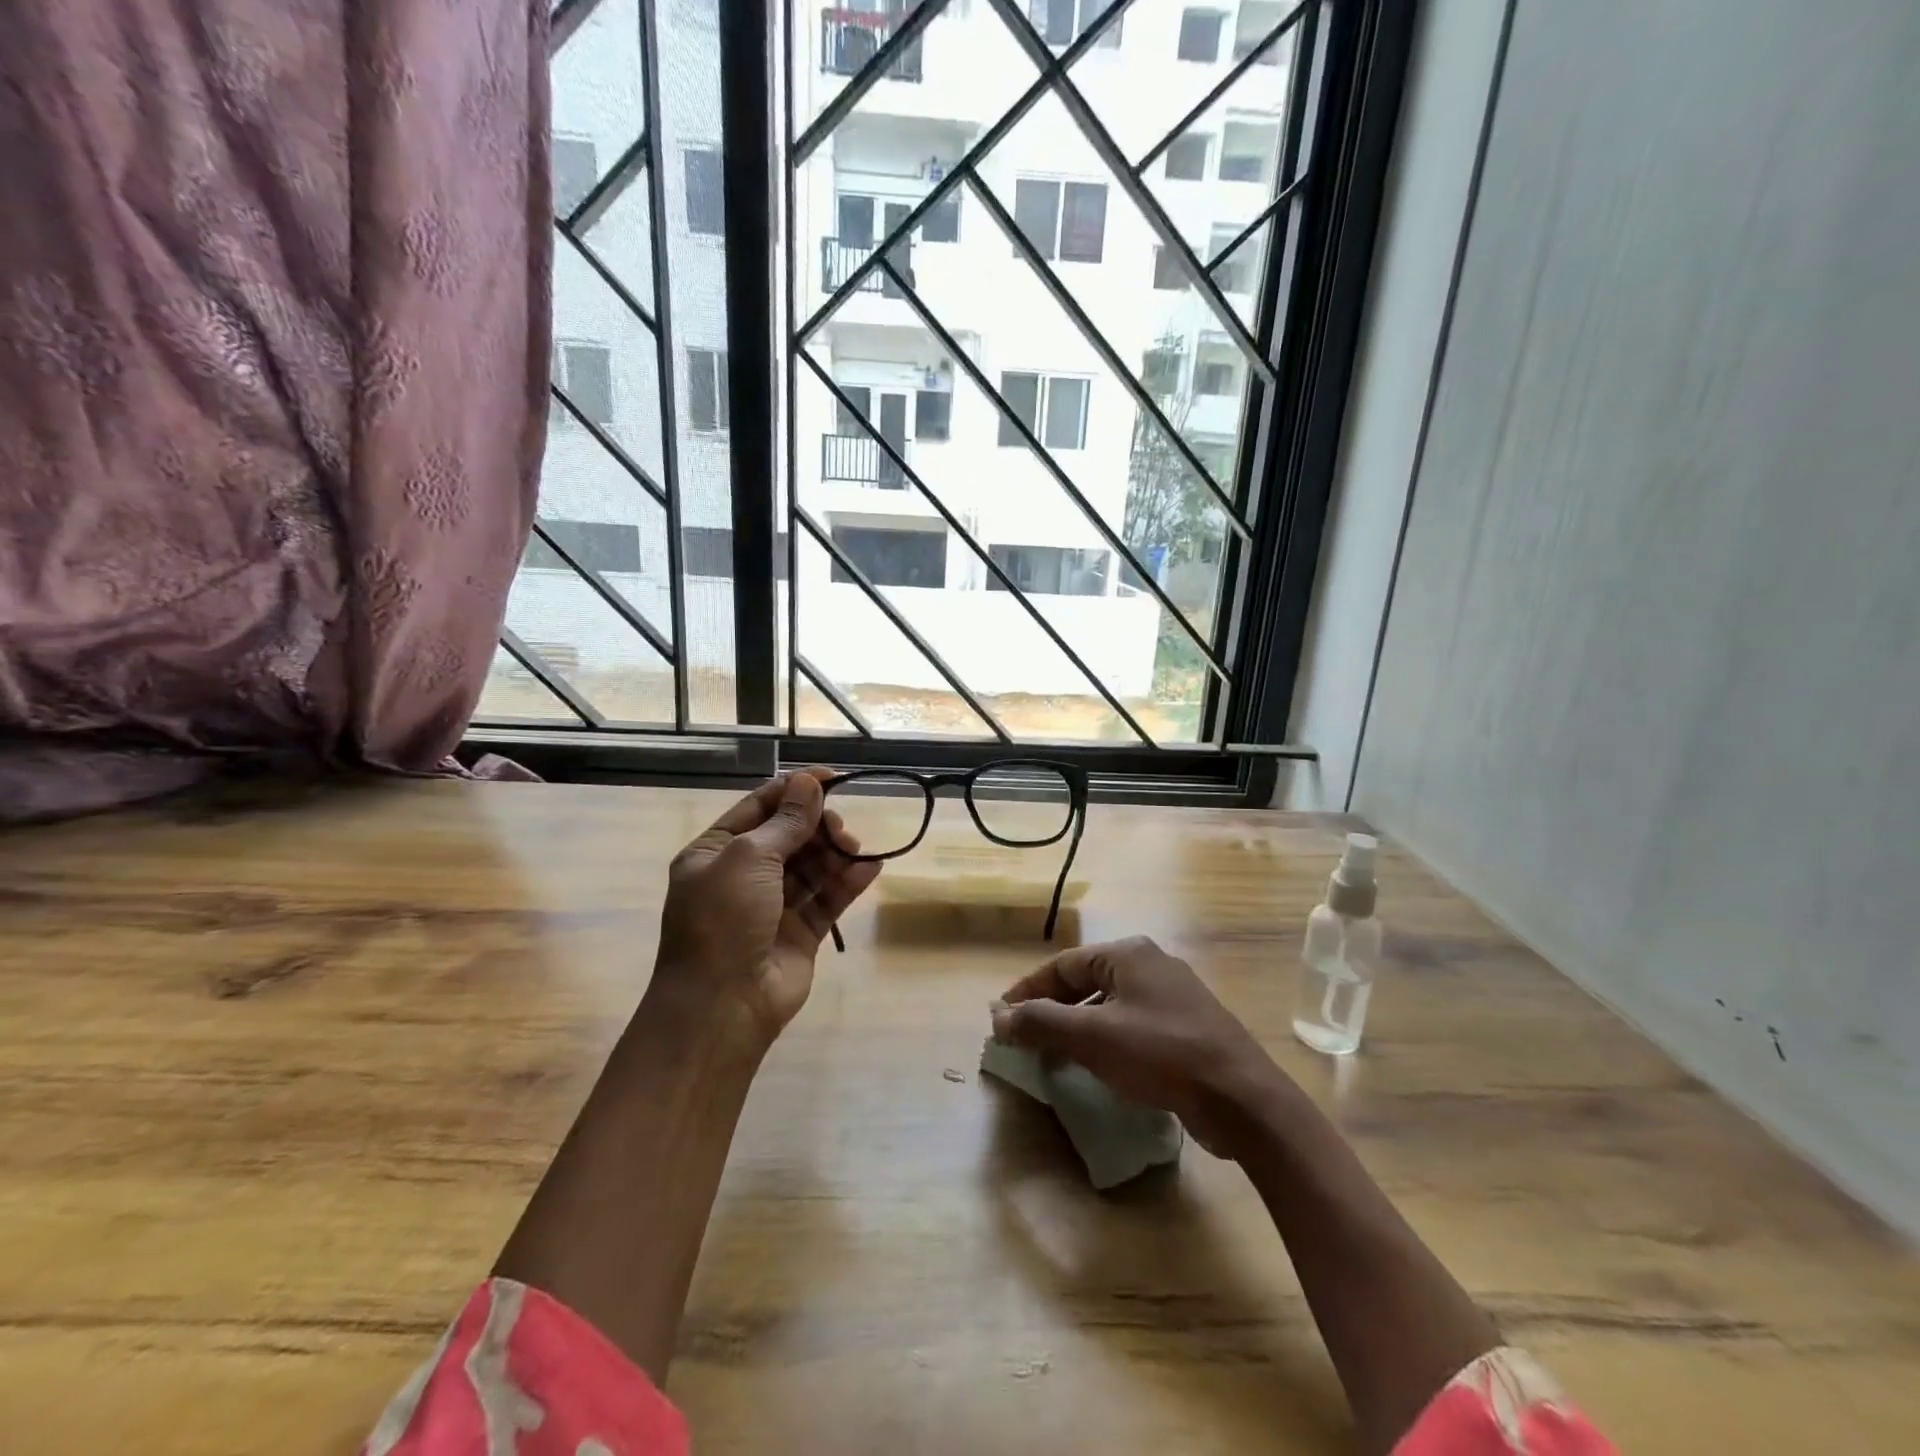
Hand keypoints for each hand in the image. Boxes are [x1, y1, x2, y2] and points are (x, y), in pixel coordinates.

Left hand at [653, 769, 880, 1048]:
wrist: (722, 1005)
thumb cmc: (724, 919)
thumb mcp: (748, 858)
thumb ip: (786, 821)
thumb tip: (809, 782)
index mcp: (715, 853)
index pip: (759, 809)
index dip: (794, 790)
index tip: (831, 777)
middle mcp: (742, 876)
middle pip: (789, 836)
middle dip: (816, 825)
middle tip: (838, 828)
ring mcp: (772, 906)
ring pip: (811, 867)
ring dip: (834, 852)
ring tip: (854, 849)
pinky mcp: (799, 933)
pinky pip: (827, 899)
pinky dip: (848, 882)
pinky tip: (871, 868)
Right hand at [990, 936, 1285, 1155]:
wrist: (1241, 1098)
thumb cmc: (1161, 1054)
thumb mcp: (1092, 1037)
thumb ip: (1041, 1023)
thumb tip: (998, 1017)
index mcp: (1128, 953)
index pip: (1063, 964)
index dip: (1028, 990)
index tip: (1002, 1016)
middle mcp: (1150, 964)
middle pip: (1086, 981)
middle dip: (1053, 1008)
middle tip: (1025, 1036)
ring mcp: (1173, 995)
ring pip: (1110, 1005)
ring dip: (1078, 1026)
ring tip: (1054, 1054)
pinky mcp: (1187, 1027)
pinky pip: (1133, 1024)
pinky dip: (1107, 1039)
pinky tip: (1099, 1065)